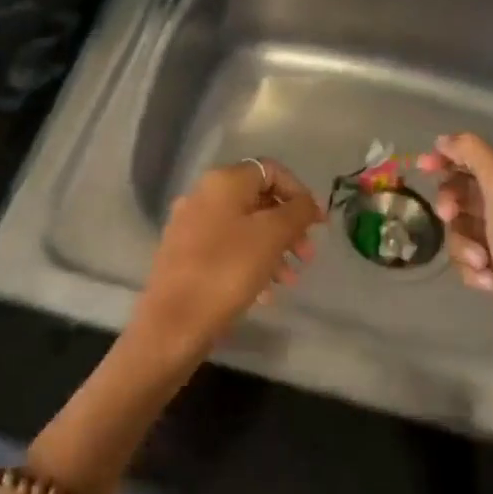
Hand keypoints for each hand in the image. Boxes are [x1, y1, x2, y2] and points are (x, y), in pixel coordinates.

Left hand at [132, 159, 322, 369]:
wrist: (174, 322)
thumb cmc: (228, 270)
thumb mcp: (272, 236)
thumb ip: (297, 212)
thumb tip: (307, 202)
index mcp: (222, 182)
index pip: (271, 171)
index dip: (299, 193)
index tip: (318, 224)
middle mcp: (202, 195)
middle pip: (258, 200)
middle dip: (288, 226)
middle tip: (307, 256)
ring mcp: (190, 225)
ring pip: (243, 227)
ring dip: (273, 248)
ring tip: (289, 280)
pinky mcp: (184, 254)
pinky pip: (226, 248)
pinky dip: (250, 262)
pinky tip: (264, 293)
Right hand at [417, 132, 492, 381]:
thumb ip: (473, 152)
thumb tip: (446, 139)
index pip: (481, 157)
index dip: (450, 158)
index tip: (422, 167)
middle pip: (469, 192)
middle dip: (453, 203)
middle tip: (448, 215)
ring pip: (464, 228)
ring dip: (462, 242)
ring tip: (478, 260)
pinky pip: (470, 258)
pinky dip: (472, 266)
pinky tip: (487, 279)